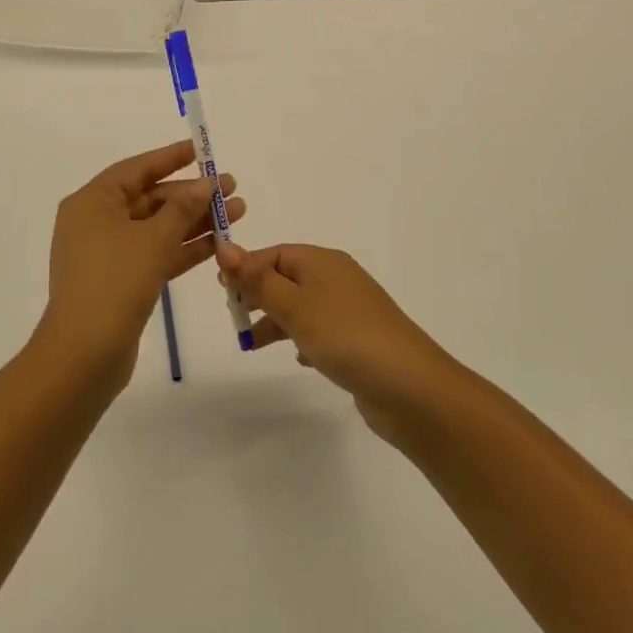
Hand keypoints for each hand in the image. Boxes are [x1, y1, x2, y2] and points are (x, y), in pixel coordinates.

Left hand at [36, 141, 245, 385]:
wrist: (84, 353)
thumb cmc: (114, 282)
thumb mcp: (153, 239)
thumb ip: (182, 208)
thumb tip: (204, 184)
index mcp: (92, 202)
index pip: (137, 169)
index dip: (171, 158)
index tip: (202, 151)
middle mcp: (96, 223)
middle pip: (150, 199)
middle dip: (191, 195)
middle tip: (231, 188)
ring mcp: (108, 254)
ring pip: (157, 228)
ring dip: (195, 221)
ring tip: (237, 212)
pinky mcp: (121, 281)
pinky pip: (156, 254)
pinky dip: (184, 248)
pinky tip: (218, 243)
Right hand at [216, 243, 454, 438]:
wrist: (409, 386)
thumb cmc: (345, 336)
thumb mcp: (294, 305)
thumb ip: (258, 280)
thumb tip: (225, 247)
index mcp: (323, 262)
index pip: (275, 254)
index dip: (246, 268)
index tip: (222, 293)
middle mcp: (337, 279)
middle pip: (287, 278)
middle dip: (258, 295)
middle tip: (234, 318)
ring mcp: (350, 311)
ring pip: (302, 307)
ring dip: (276, 321)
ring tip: (251, 344)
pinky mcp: (358, 341)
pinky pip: (321, 331)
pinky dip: (303, 339)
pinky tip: (298, 358)